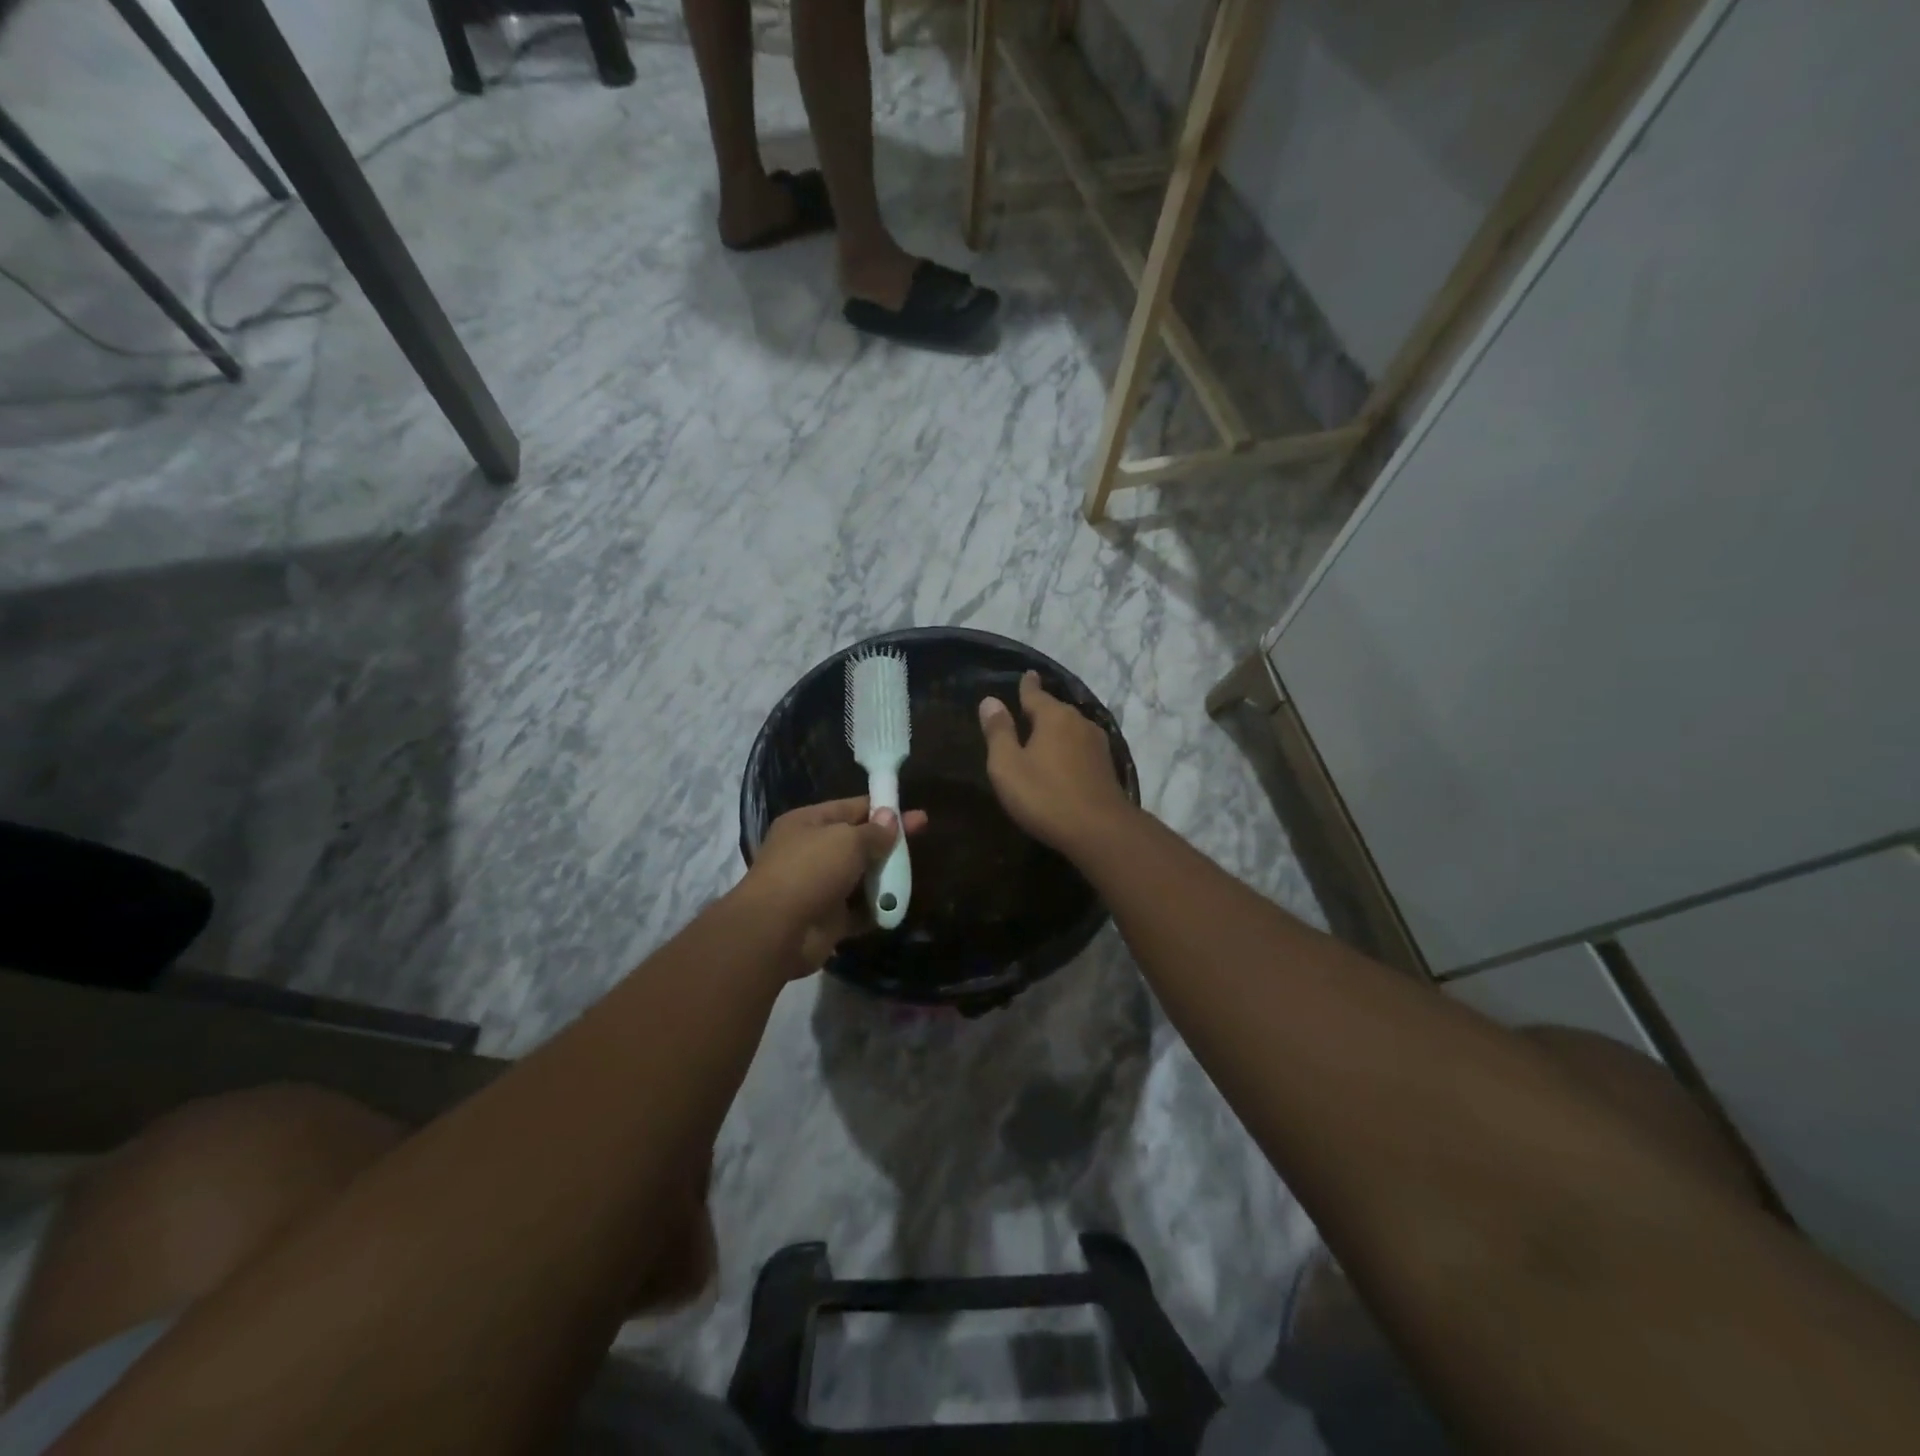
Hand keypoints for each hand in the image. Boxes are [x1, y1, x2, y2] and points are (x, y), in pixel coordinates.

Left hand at [740, 796, 928, 975]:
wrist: (776, 930)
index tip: (912, 812)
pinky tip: (898, 905)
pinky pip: (858, 911)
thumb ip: (874, 831)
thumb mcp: (847, 840)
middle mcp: (811, 852)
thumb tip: (891, 818)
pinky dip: (876, 910)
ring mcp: (818, 887)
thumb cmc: (810, 870)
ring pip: (860, 877)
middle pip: (857, 842)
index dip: (882, 808)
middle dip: (887, 842)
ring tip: (912, 874)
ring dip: (884, 877)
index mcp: (808, 823)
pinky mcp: (827, 920)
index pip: (851, 808)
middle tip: (922, 837)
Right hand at [978, 671, 1132, 856]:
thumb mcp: (1008, 766)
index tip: (1027, 674)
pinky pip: (1081, 747)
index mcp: (1053, 716)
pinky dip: (1069, 747)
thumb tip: (990, 700)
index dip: (1027, 685)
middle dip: (1041, 709)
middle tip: (1025, 710)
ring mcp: (1097, 744)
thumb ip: (998, 732)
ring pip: (1071, 728)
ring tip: (1043, 734)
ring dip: (1056, 730)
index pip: (1035, 693)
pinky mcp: (1106, 767)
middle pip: (1055, 710)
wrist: (1100, 830)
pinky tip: (1064, 758)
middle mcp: (1079, 722)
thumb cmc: (1045, 796)